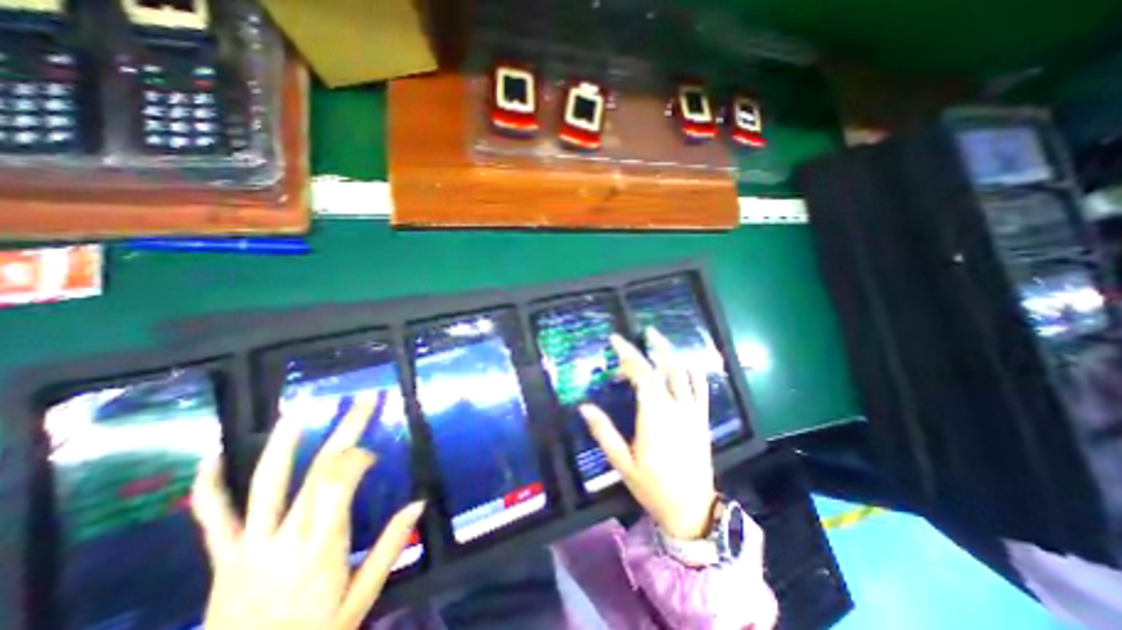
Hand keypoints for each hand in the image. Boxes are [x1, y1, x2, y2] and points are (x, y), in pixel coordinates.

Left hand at [192, 390, 424, 627]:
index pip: (340, 485)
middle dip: (345, 430)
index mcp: (321, 549)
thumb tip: (419, 502)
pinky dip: (208, 486)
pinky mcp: (223, 559)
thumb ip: (390, 548)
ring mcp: (249, 547)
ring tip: (297, 411)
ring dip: (284, 443)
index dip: (358, 458)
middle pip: (317, 472)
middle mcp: (285, 540)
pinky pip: (212, 519)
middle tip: (365, 401)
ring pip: (266, 485)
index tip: (374, 453)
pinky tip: (212, 455)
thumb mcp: (360, 599)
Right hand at [583, 327, 712, 537]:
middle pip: (666, 367)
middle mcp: (676, 408)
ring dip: (673, 353)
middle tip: (644, 331)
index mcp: (655, 416)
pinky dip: (694, 372)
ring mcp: (693, 412)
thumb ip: (603, 431)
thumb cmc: (652, 486)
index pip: (641, 374)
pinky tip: (686, 364)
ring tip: (661, 340)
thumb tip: (584, 407)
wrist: (691, 510)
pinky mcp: (702, 419)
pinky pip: (701, 388)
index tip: (615, 340)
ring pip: (686, 373)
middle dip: (654, 346)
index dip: (628, 354)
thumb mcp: (622, 462)